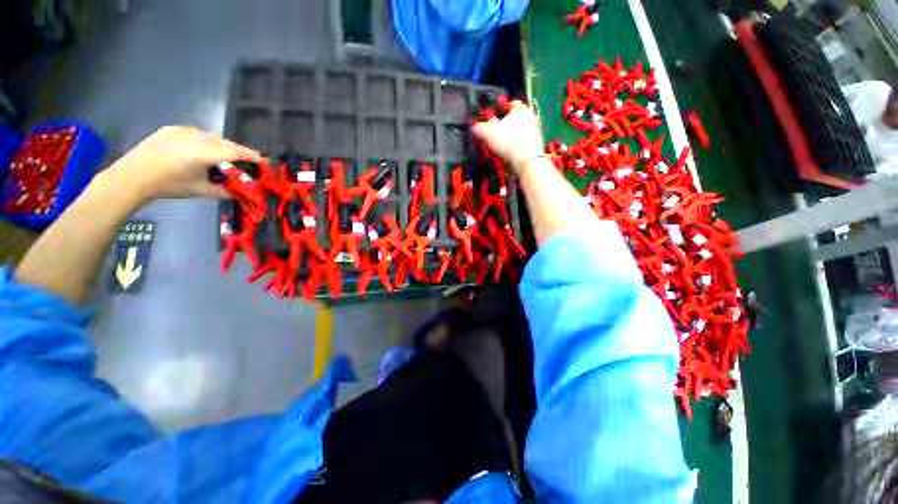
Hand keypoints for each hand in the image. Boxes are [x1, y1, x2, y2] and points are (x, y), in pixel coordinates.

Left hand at [107, 125, 265, 202]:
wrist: (133, 176)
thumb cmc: (168, 185)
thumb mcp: (200, 191)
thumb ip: (224, 191)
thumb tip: (241, 193)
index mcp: (205, 153)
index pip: (237, 152)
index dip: (253, 156)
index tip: (265, 162)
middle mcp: (197, 137)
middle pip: (227, 143)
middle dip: (239, 152)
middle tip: (245, 163)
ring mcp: (184, 130)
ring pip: (213, 137)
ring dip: (222, 146)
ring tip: (222, 158)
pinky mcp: (173, 128)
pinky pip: (198, 133)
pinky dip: (206, 141)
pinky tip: (200, 152)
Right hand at [472, 101, 544, 172]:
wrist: (526, 159)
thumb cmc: (508, 141)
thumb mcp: (488, 133)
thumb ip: (479, 127)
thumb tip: (475, 127)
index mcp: (520, 108)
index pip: (510, 103)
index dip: (501, 109)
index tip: (494, 117)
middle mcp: (530, 116)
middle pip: (515, 118)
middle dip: (505, 124)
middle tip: (496, 132)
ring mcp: (535, 130)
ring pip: (519, 130)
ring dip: (511, 136)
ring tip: (501, 145)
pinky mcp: (537, 143)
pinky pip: (524, 141)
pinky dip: (517, 145)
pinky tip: (510, 152)